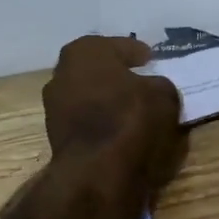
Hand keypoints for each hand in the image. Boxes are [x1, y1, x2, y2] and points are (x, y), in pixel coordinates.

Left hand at [43, 36, 184, 192]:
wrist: (98, 172)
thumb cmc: (130, 118)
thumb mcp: (163, 94)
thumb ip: (158, 84)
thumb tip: (153, 88)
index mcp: (84, 51)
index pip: (119, 46)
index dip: (138, 53)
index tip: (151, 60)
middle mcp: (62, 73)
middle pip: (98, 69)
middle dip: (118, 74)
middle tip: (141, 81)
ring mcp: (54, 106)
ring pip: (89, 96)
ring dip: (108, 100)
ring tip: (133, 109)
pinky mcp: (56, 136)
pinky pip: (86, 121)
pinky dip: (101, 122)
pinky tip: (120, 130)